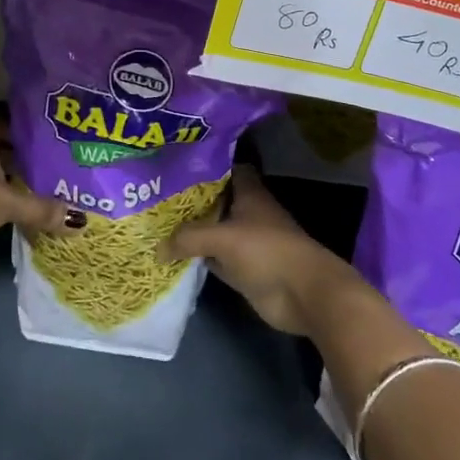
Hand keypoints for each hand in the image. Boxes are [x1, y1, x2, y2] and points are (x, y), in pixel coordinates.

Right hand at [160, 166, 362, 334]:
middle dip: (191, 200)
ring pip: (214, 231)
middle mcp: (248, 214)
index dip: (206, 166)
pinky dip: (199, 259)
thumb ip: (189, 238)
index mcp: (250, 194)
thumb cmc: (267, 251)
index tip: (178, 166)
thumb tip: (157, 247)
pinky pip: (215, 259)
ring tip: (156, 224)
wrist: (303, 294)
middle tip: (156, 197)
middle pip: (216, 201)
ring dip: (192, 232)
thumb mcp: (222, 238)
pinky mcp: (244, 269)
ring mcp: (247, 242)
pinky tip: (172, 257)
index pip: (227, 169)